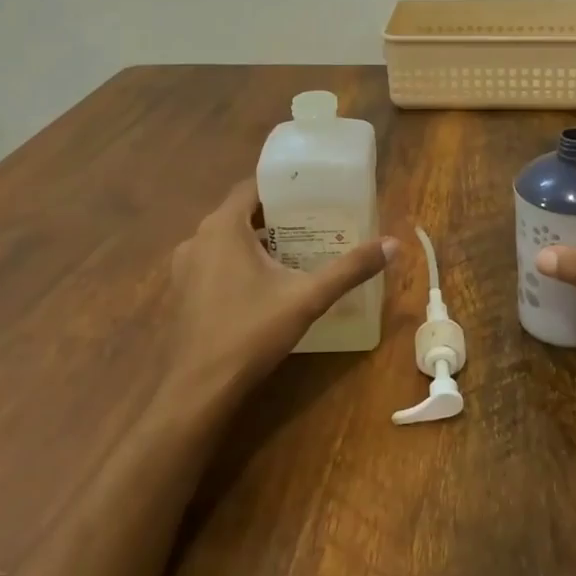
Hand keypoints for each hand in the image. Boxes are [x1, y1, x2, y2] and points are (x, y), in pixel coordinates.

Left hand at [156, 179, 394, 408]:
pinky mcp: (182, 292)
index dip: (283, 186)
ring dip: (257, 241)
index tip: (313, 192)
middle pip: (241, 213)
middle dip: (276, 215)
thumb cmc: (252, 332)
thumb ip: (350, 269)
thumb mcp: (308, 298)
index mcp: (223, 227)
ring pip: (227, 240)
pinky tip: (266, 283)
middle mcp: (198, 238)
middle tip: (314, 221)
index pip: (252, 187)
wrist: (200, 388)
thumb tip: (393, 244)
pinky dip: (239, 262)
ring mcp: (185, 267)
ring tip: (296, 249)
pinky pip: (215, 262)